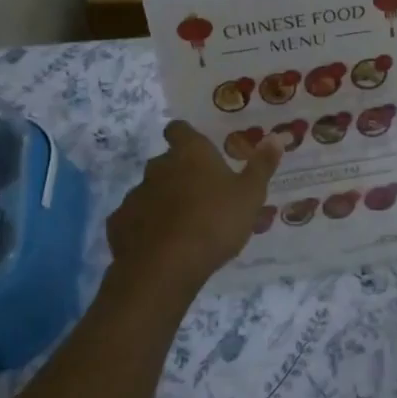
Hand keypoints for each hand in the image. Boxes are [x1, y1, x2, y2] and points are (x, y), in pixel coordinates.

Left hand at [106, 122, 280, 297]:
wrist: (164, 268)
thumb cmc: (215, 222)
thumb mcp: (250, 195)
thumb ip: (262, 165)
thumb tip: (277, 136)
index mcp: (190, 153)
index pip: (179, 129)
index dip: (186, 136)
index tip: (198, 149)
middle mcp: (158, 166)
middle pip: (166, 162)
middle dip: (179, 173)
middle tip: (201, 195)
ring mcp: (135, 195)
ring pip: (150, 191)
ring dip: (163, 202)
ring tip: (183, 226)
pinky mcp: (118, 224)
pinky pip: (135, 219)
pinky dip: (145, 227)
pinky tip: (160, 245)